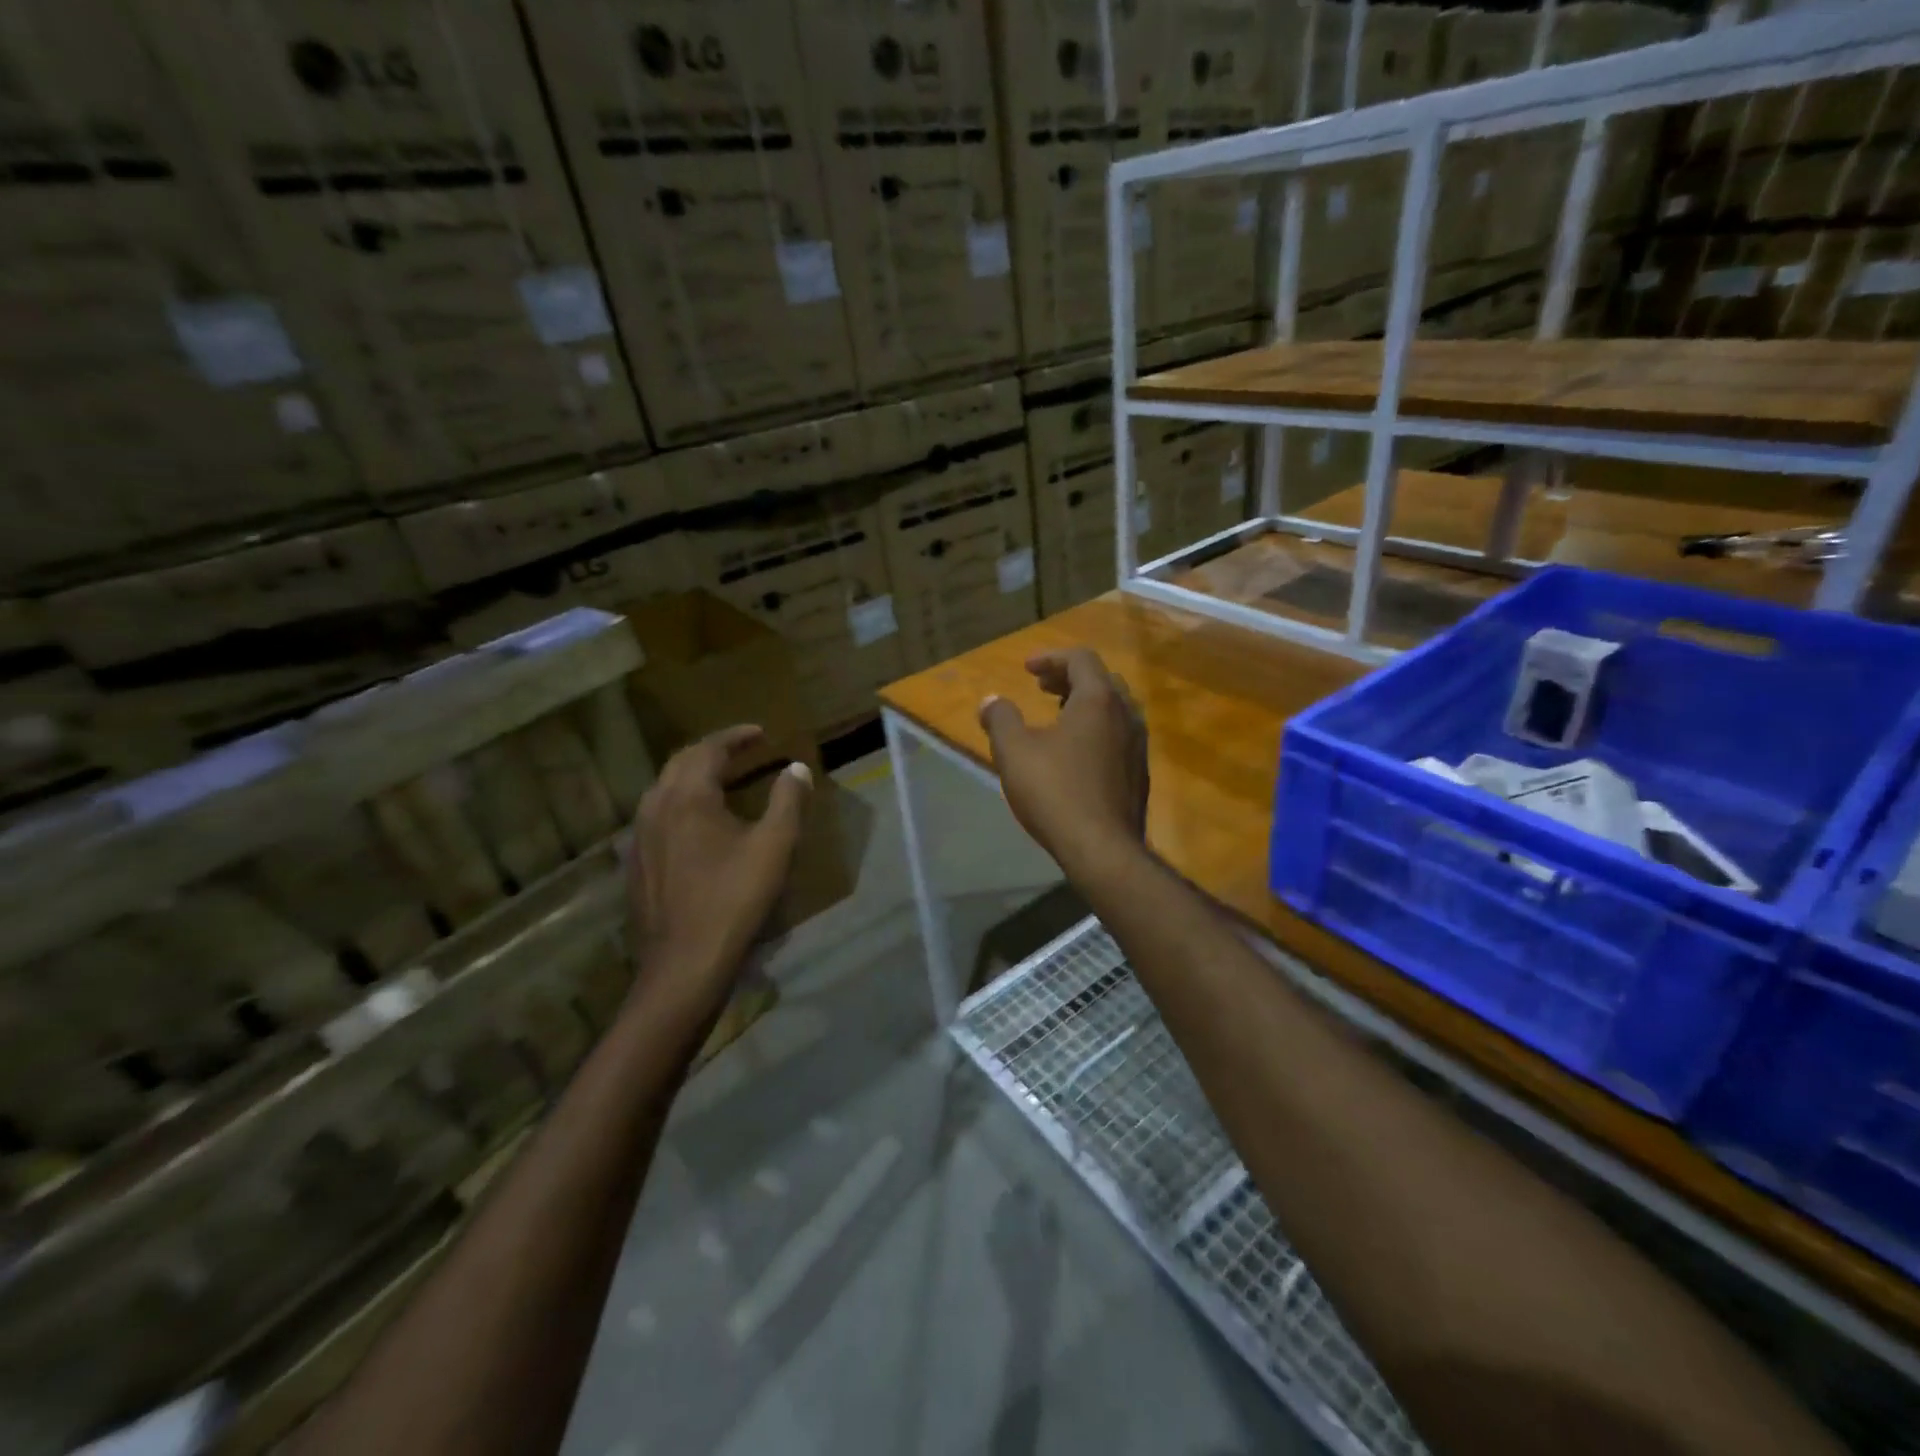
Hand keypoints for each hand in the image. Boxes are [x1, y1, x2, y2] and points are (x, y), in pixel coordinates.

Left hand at [626, 725, 810, 1014]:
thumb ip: (788, 801)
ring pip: (664, 789)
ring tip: (721, 778)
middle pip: (681, 763)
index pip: (708, 749)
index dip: (736, 736)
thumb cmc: (734, 899)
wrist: (684, 963)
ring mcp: (640, 837)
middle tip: (743, 750)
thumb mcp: (774, 846)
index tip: (761, 732)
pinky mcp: (637, 863)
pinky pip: (657, 815)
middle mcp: (655, 807)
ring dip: (693, 775)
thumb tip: (796, 768)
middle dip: (713, 750)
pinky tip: (696, 822)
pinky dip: (680, 802)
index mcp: (687, 796)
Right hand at [979, 649, 1147, 873]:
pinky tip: (1075, 753)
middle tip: (1042, 688)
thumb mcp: (1014, 752)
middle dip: (1069, 678)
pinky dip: (1096, 728)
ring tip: (1057, 716)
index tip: (1027, 670)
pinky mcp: (1139, 773)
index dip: (1051, 658)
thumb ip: (1000, 719)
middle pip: (1101, 680)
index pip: (1081, 659)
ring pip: (1113, 709)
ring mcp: (1137, 745)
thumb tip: (991, 701)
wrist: (1102, 849)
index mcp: (1099, 700)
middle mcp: (1126, 715)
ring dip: (1084, 704)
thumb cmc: (1055, 792)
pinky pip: (1118, 735)